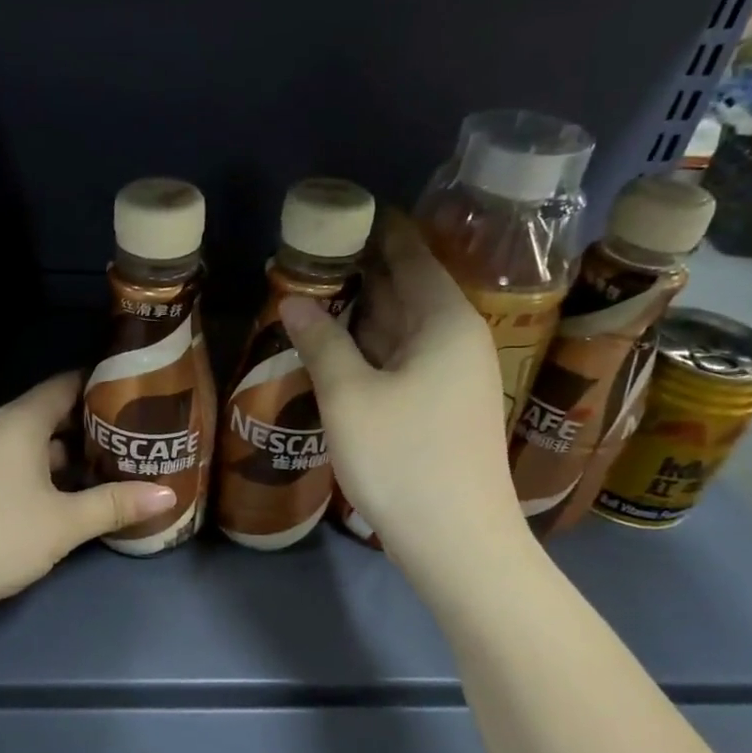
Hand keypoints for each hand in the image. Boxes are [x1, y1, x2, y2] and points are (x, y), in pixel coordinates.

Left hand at [0, 372, 177, 612]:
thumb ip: (115, 505)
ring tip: (108, 468)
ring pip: (32, 444)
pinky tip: (63, 497)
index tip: (136, 393)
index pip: (65, 385)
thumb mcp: (64, 522)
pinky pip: (14, 464)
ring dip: (67, 455)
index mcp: (20, 422)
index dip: (101, 385)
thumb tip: (167, 495)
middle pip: (50, 415)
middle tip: (133, 438)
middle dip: (90, 426)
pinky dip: (43, 472)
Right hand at [280, 211, 521, 561]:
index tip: (344, 211)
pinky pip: (404, 360)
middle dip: (365, 271)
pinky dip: (372, 348)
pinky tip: (339, 348)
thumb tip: (294, 301)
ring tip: (317, 292)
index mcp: (445, 321)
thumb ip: (321, 342)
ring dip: (364, 312)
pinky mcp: (443, 408)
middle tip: (315, 251)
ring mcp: (454, 377)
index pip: (412, 256)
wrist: (457, 541)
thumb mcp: (350, 396)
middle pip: (409, 290)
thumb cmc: (403, 458)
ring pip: (403, 329)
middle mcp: (457, 340)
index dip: (380, 231)